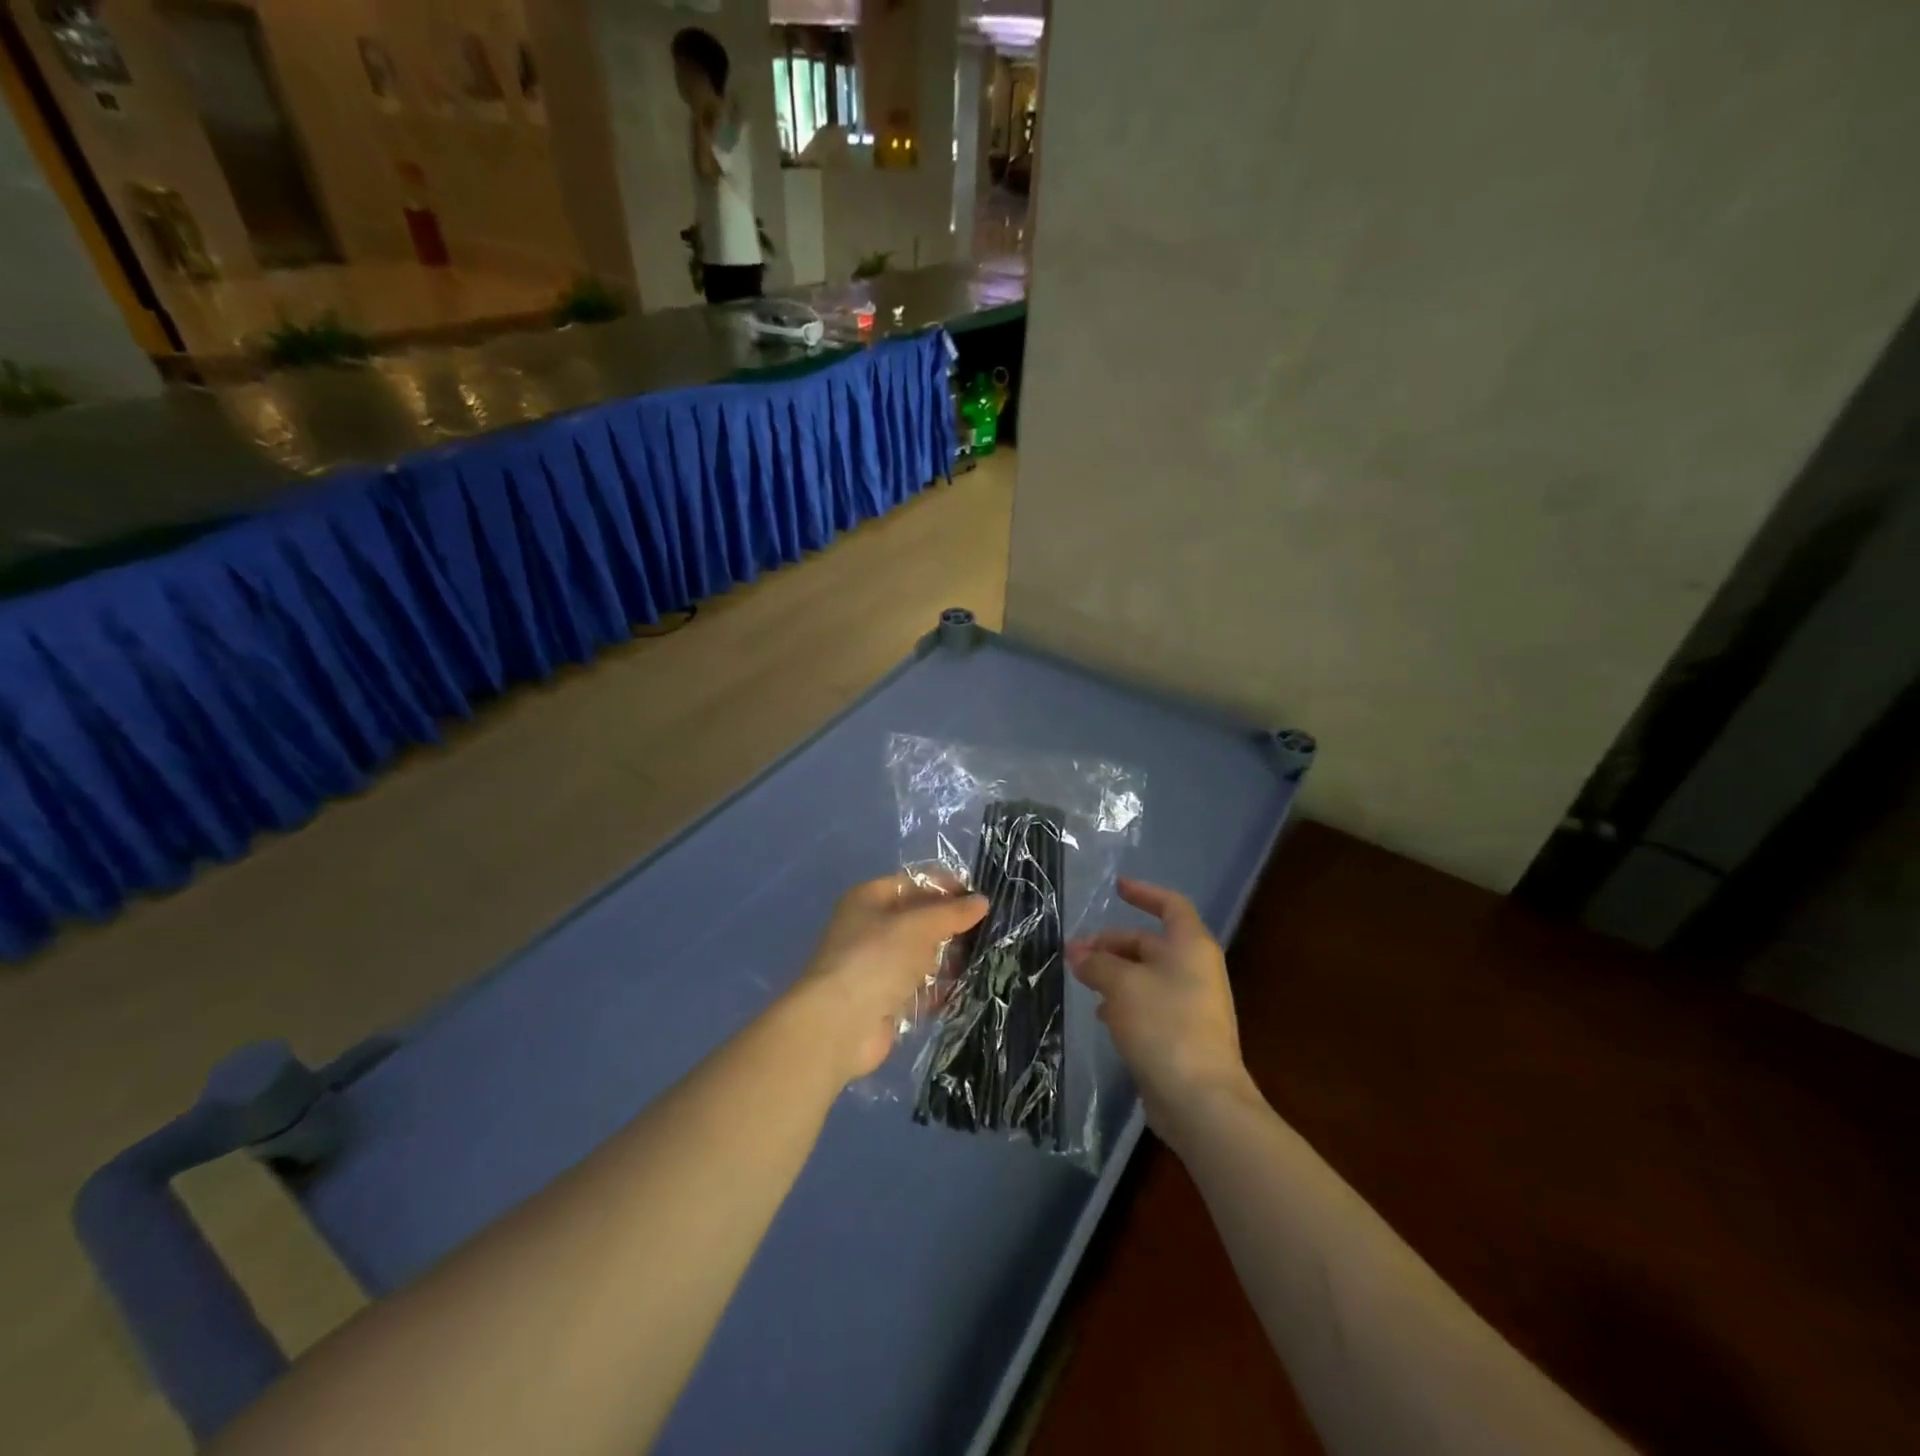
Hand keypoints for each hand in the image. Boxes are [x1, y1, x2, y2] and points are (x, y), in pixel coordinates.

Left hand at [790, 877, 986, 1083]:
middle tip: (989, 931)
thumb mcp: (918, 925)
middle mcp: (871, 928)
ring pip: (922, 955)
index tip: (980, 899)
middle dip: (951, 926)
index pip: (914, 883)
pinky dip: (941, 988)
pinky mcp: (886, 1000)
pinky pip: (920, 988)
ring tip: (986, 959)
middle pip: (919, 920)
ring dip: (949, 958)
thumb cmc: (876, 959)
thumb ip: (951, 913)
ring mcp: (877, 966)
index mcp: (869, 899)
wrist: (839, 1024)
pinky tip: (969, 988)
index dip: (946, 887)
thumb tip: (981, 901)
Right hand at [1068, 878, 1255, 1139]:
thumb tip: (1078, 954)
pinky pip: (1148, 1005)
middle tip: (1074, 953)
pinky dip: (1123, 1002)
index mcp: (1190, 946)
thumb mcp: (1121, 985)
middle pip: (1149, 943)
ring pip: (1145, 975)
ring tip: (1081, 981)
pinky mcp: (1181, 1035)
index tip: (1117, 887)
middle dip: (1111, 944)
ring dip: (1112, 973)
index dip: (1144, 892)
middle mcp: (1194, 970)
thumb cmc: (1164, 1025)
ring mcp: (1190, 1004)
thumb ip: (1097, 963)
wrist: (1200, 1099)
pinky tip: (1100, 1015)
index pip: (1170, 905)